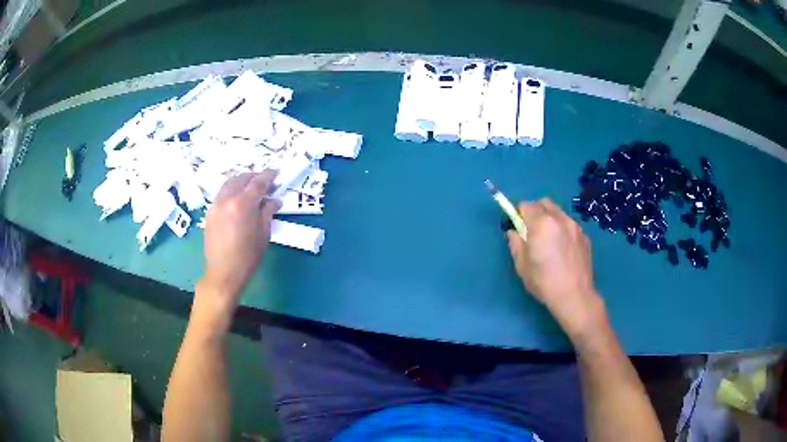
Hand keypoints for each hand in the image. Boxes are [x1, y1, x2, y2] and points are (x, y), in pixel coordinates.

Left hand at [199, 171, 280, 310]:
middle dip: (255, 177)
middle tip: (266, 182)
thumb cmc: (247, 256)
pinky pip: (222, 193)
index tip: (277, 173)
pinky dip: (232, 190)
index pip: (258, 182)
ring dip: (242, 181)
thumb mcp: (263, 234)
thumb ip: (268, 212)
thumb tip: (274, 200)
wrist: (223, 272)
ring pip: (230, 183)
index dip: (269, 176)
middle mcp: (226, 199)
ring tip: (252, 188)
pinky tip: (239, 199)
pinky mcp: (210, 211)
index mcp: (242, 204)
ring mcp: (215, 204)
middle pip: (242, 178)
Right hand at [506, 198, 603, 336]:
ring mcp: (575, 226)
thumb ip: (516, 244)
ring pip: (559, 212)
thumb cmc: (544, 282)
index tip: (518, 226)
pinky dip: (563, 229)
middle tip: (532, 230)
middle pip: (544, 202)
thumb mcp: (522, 266)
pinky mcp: (585, 236)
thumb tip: (513, 232)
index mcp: (541, 224)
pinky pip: (570, 225)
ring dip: (550, 218)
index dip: (519, 214)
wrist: (574, 296)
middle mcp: (559, 218)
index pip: (526, 205)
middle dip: (535, 211)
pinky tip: (563, 249)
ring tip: (549, 239)